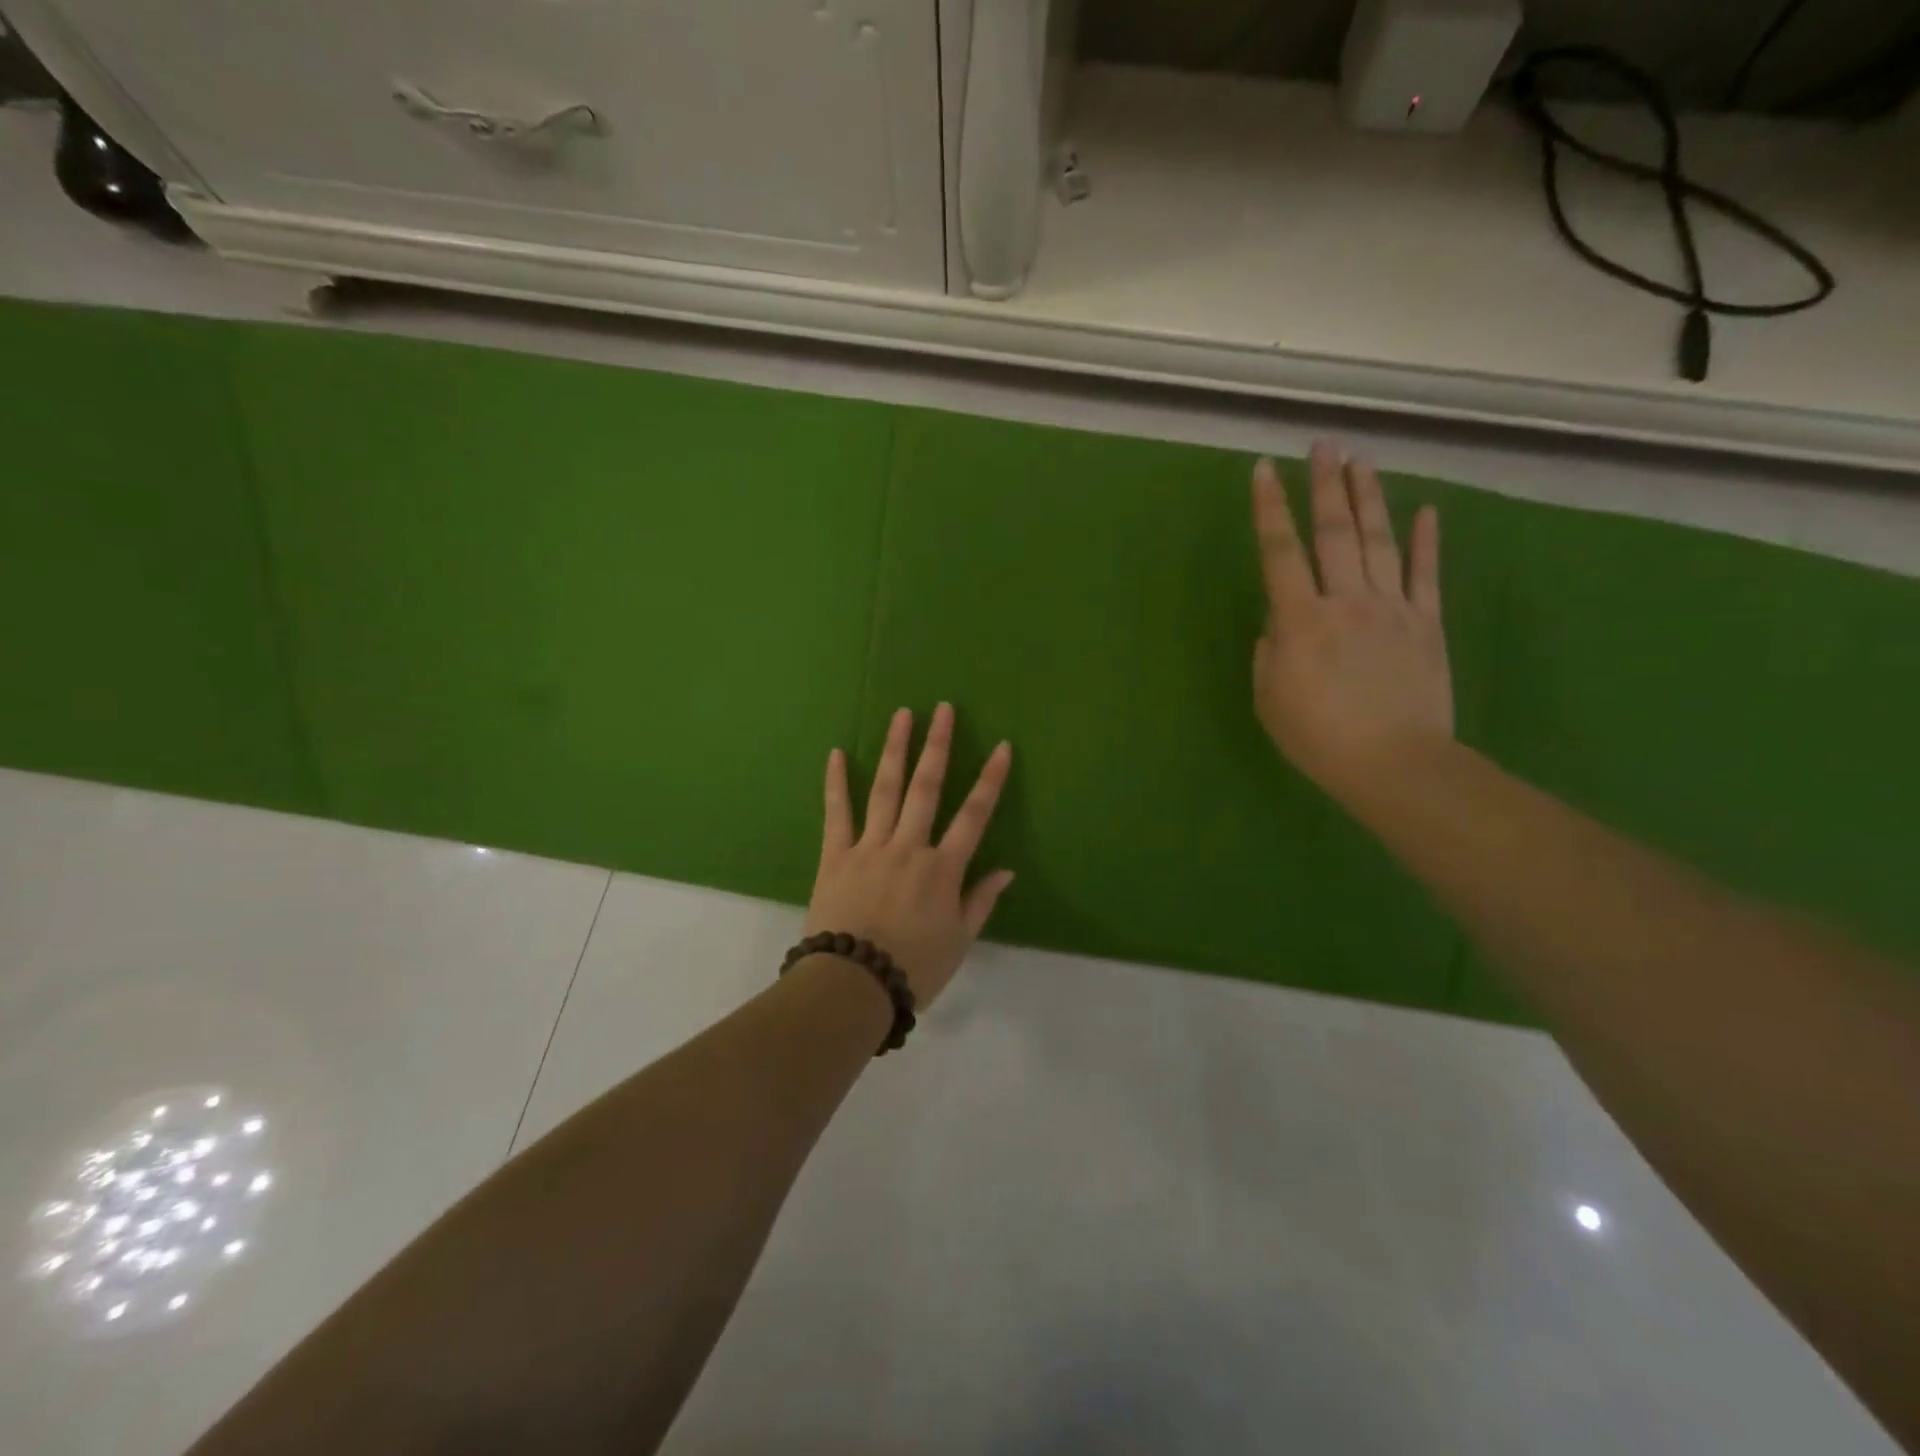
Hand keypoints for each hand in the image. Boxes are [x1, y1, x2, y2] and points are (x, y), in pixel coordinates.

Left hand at [805, 704, 1015, 1006]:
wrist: (853, 986)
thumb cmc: (913, 968)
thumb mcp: (959, 942)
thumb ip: (981, 901)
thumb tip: (1006, 870)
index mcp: (943, 869)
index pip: (974, 815)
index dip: (991, 779)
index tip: (1002, 747)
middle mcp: (909, 846)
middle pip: (927, 787)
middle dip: (937, 745)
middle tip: (943, 709)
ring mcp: (870, 847)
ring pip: (885, 789)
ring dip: (895, 750)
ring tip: (902, 715)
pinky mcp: (836, 855)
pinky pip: (836, 813)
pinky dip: (836, 783)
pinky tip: (835, 753)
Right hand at [1251, 441, 1453, 805]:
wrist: (1394, 763)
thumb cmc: (1318, 737)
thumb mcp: (1269, 697)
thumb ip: (1271, 651)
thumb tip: (1283, 624)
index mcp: (1300, 620)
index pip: (1280, 552)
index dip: (1269, 509)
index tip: (1263, 471)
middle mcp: (1345, 600)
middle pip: (1333, 532)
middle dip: (1325, 486)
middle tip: (1324, 446)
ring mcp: (1391, 608)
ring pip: (1378, 541)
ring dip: (1368, 498)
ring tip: (1362, 462)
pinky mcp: (1426, 624)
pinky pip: (1425, 574)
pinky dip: (1427, 540)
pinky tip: (1426, 509)